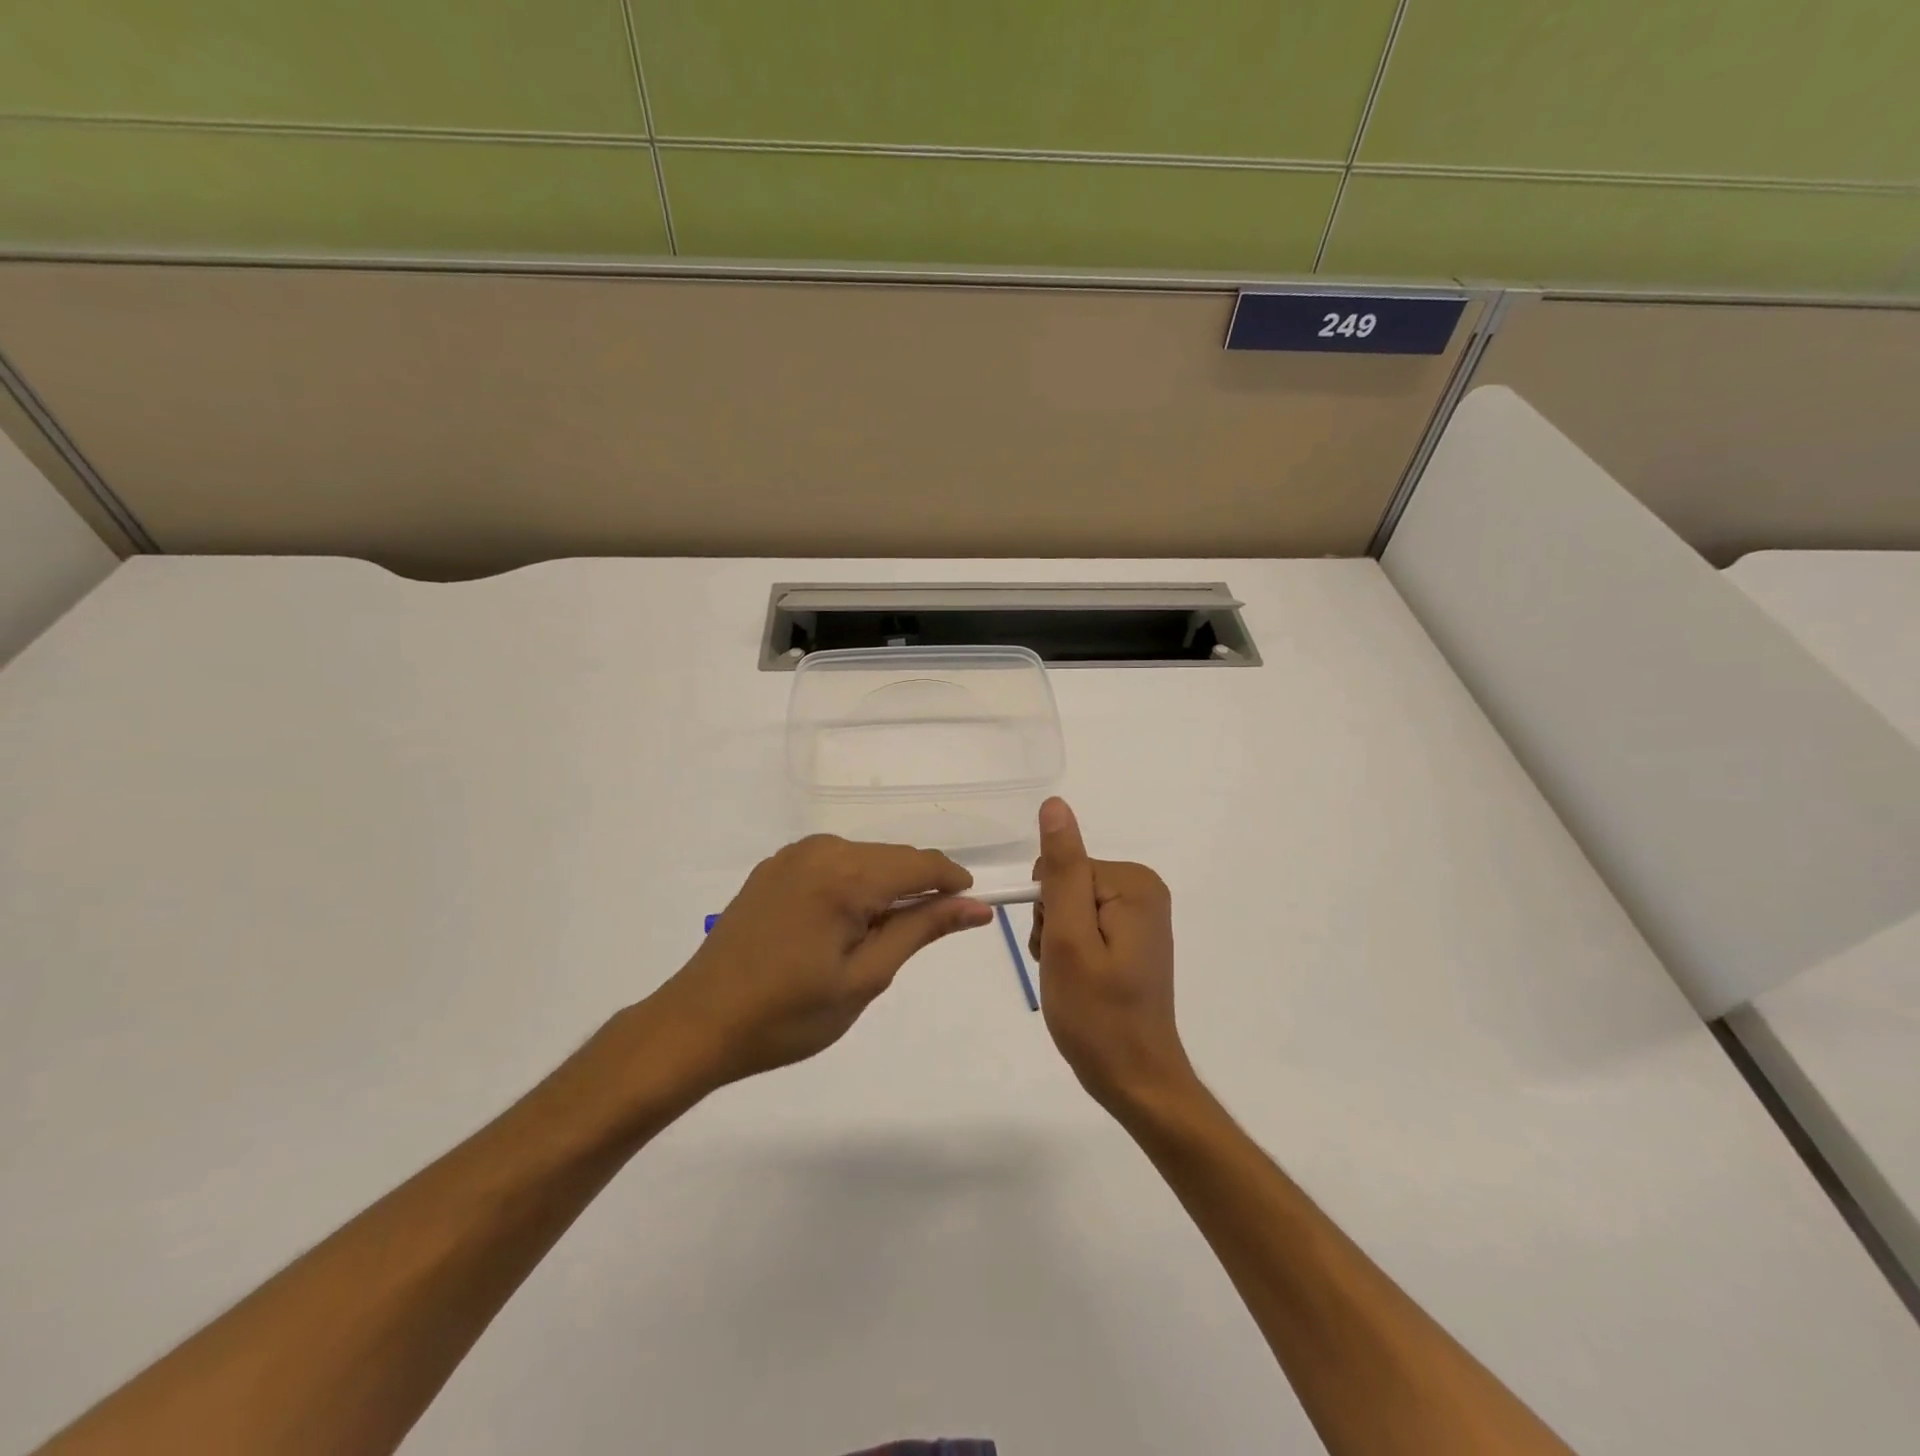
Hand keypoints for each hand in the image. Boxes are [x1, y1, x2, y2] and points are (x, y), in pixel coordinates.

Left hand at [651, 835, 993, 1088]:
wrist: (698, 1024)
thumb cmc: (787, 1014)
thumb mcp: (865, 977)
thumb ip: (921, 930)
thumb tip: (975, 906)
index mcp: (844, 875)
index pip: (921, 863)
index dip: (953, 883)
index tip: (973, 910)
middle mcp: (820, 851)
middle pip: (893, 857)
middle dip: (919, 889)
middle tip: (919, 941)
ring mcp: (792, 856)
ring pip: (865, 860)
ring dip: (885, 889)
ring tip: (875, 943)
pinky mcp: (774, 868)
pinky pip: (833, 865)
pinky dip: (853, 887)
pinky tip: (841, 928)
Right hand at [1029, 797, 1194, 1115]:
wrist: (1136, 1078)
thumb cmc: (1097, 1014)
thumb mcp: (1068, 939)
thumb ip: (1061, 870)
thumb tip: (1055, 805)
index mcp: (1132, 883)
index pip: (1060, 868)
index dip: (1047, 911)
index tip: (1059, 949)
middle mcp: (1143, 888)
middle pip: (1066, 883)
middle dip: (1053, 925)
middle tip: (1066, 968)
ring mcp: (1141, 912)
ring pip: (1070, 905)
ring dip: (1058, 940)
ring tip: (1073, 978)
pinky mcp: (1134, 934)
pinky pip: (1085, 922)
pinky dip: (1073, 950)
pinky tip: (1082, 979)